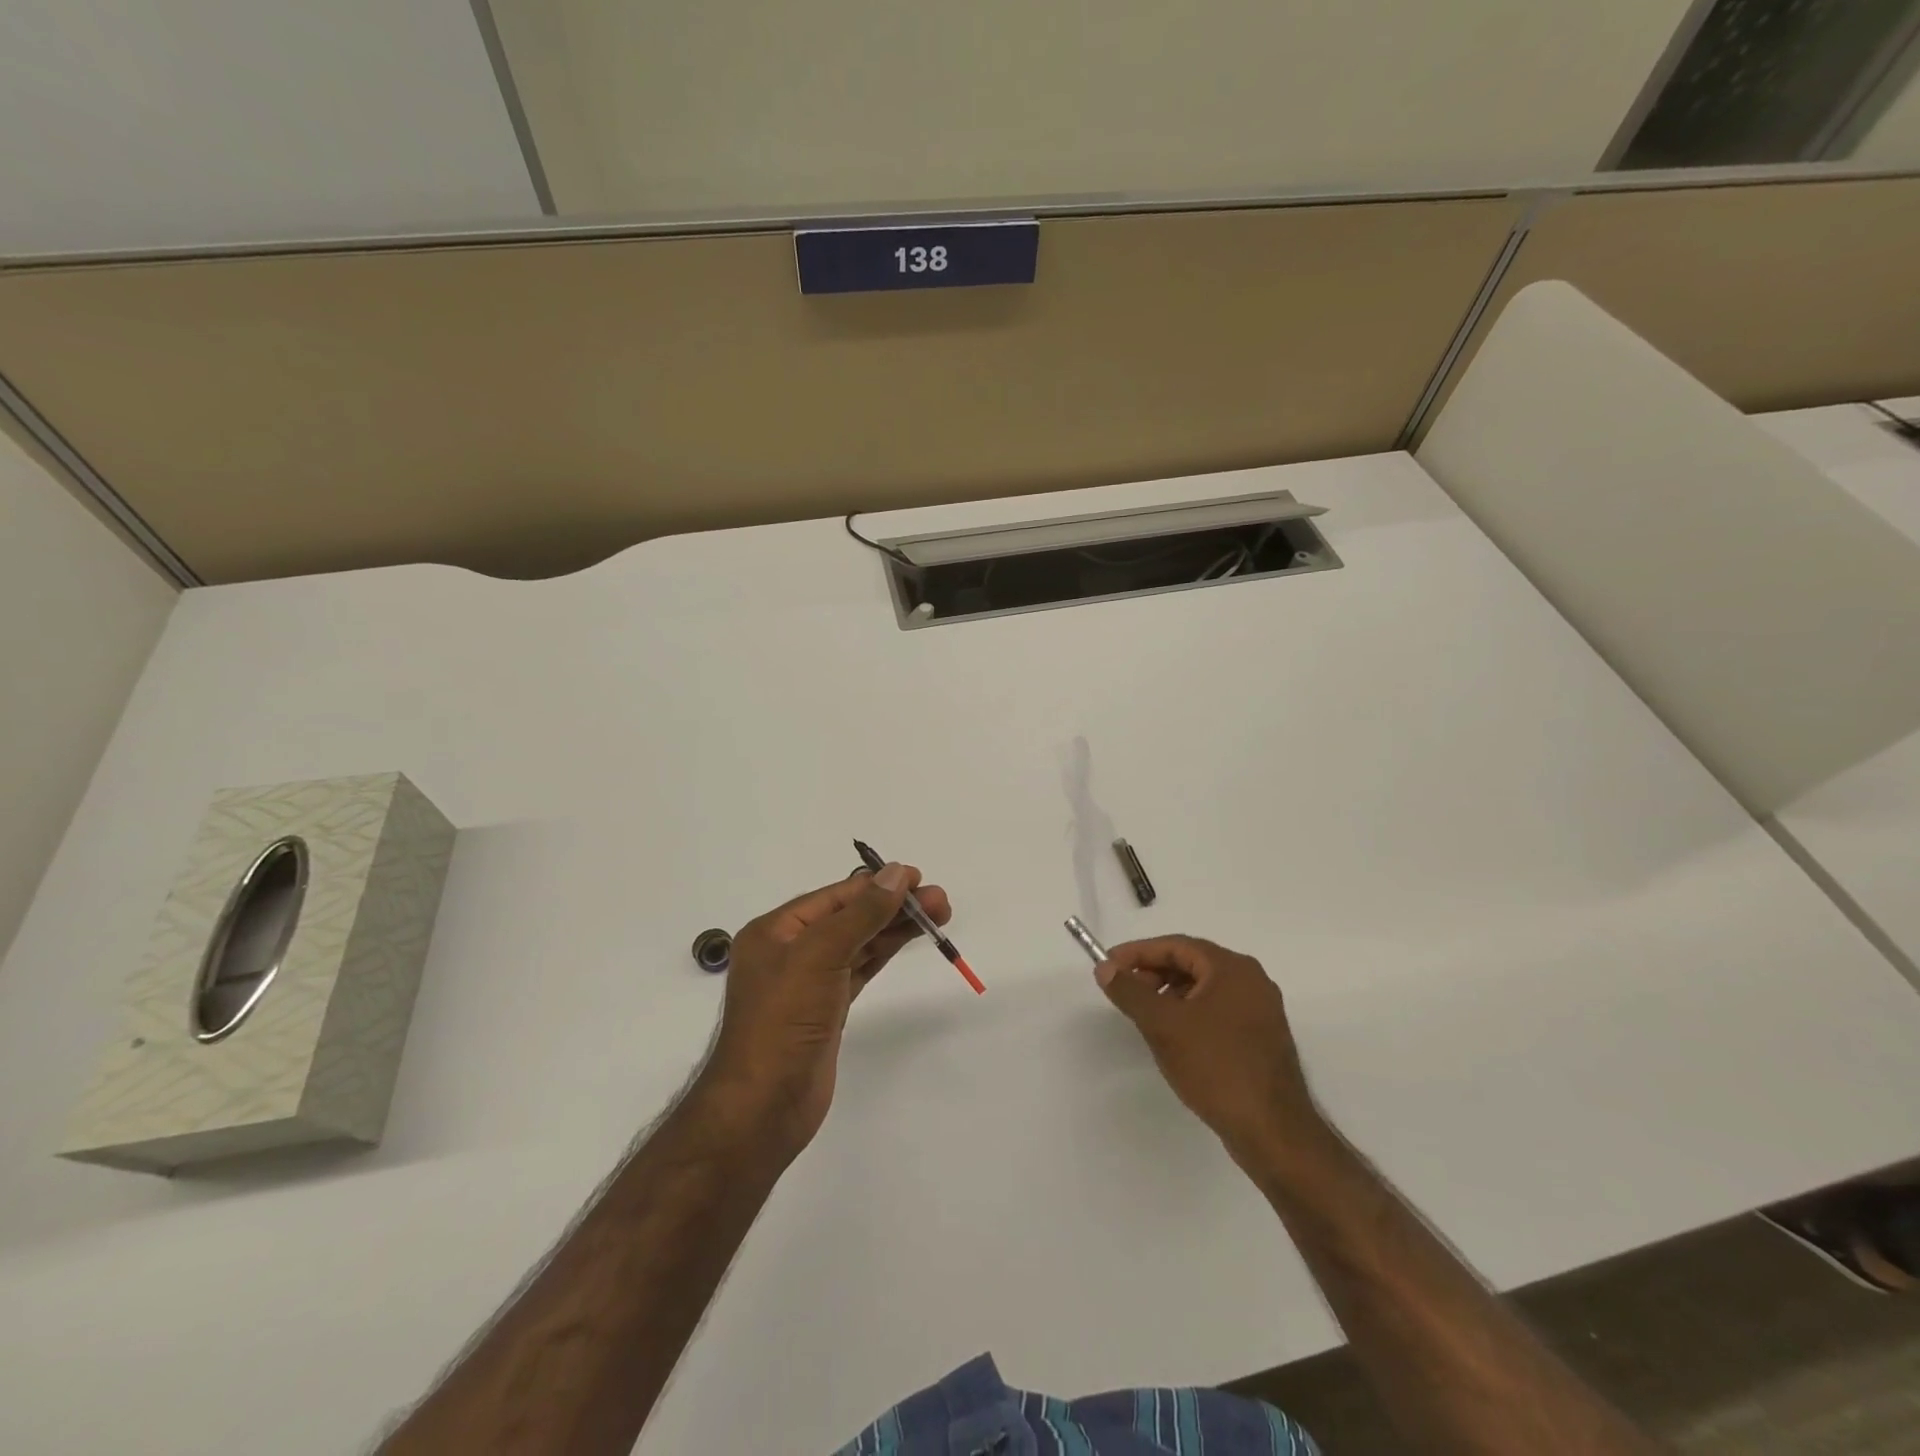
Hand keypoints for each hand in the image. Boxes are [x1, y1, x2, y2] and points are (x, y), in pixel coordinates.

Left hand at [699, 864, 951, 1161]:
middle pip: (850, 917)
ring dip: (895, 928)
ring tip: (939, 915)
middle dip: (893, 906)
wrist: (763, 1108)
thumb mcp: (820, 956)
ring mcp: (809, 982)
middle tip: (940, 902)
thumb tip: (897, 873)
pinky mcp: (826, 1009)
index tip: (918, 878)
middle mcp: (790, 951)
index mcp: (775, 931)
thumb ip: (861, 914)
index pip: (835, 897)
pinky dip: (883, 953)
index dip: (877, 885)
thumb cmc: (783, 1022)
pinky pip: (859, 969)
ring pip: (858, 943)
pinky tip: (908, 940)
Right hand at [1096, 936, 1323, 1166]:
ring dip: (1170, 994)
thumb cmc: (1216, 1067)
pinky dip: (1190, 1013)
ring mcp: (1260, 1010)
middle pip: (1192, 963)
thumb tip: (1105, 968)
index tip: (1108, 965)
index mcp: (1232, 968)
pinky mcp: (1261, 1038)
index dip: (1138, 953)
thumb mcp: (1164, 1025)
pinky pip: (1218, 1010)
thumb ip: (1130, 992)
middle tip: (1124, 991)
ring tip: (1145, 1016)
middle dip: (1154, 973)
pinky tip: (1174, 1037)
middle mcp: (1251, 981)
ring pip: (1205, 988)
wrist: (1273, 1131)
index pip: (1176, 945)